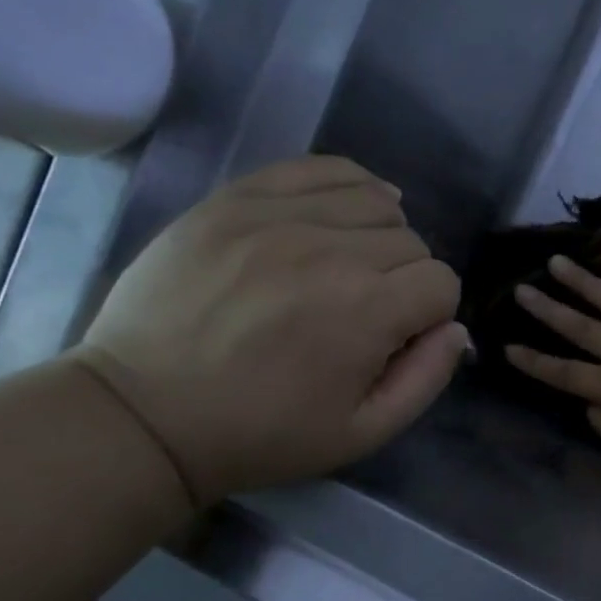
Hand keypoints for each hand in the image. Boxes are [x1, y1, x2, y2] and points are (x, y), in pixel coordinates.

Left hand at [75, 156, 465, 504]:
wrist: (144, 414)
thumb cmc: (261, 433)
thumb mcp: (362, 432)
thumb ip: (426, 378)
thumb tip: (456, 329)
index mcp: (367, 310)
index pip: (442, 282)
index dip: (430, 314)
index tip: (398, 336)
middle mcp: (332, 249)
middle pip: (412, 241)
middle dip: (404, 278)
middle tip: (365, 310)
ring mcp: (279, 216)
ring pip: (376, 200)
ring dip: (379, 233)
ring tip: (350, 263)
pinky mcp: (237, 199)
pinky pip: (320, 167)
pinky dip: (348, 184)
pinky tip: (342, 211)